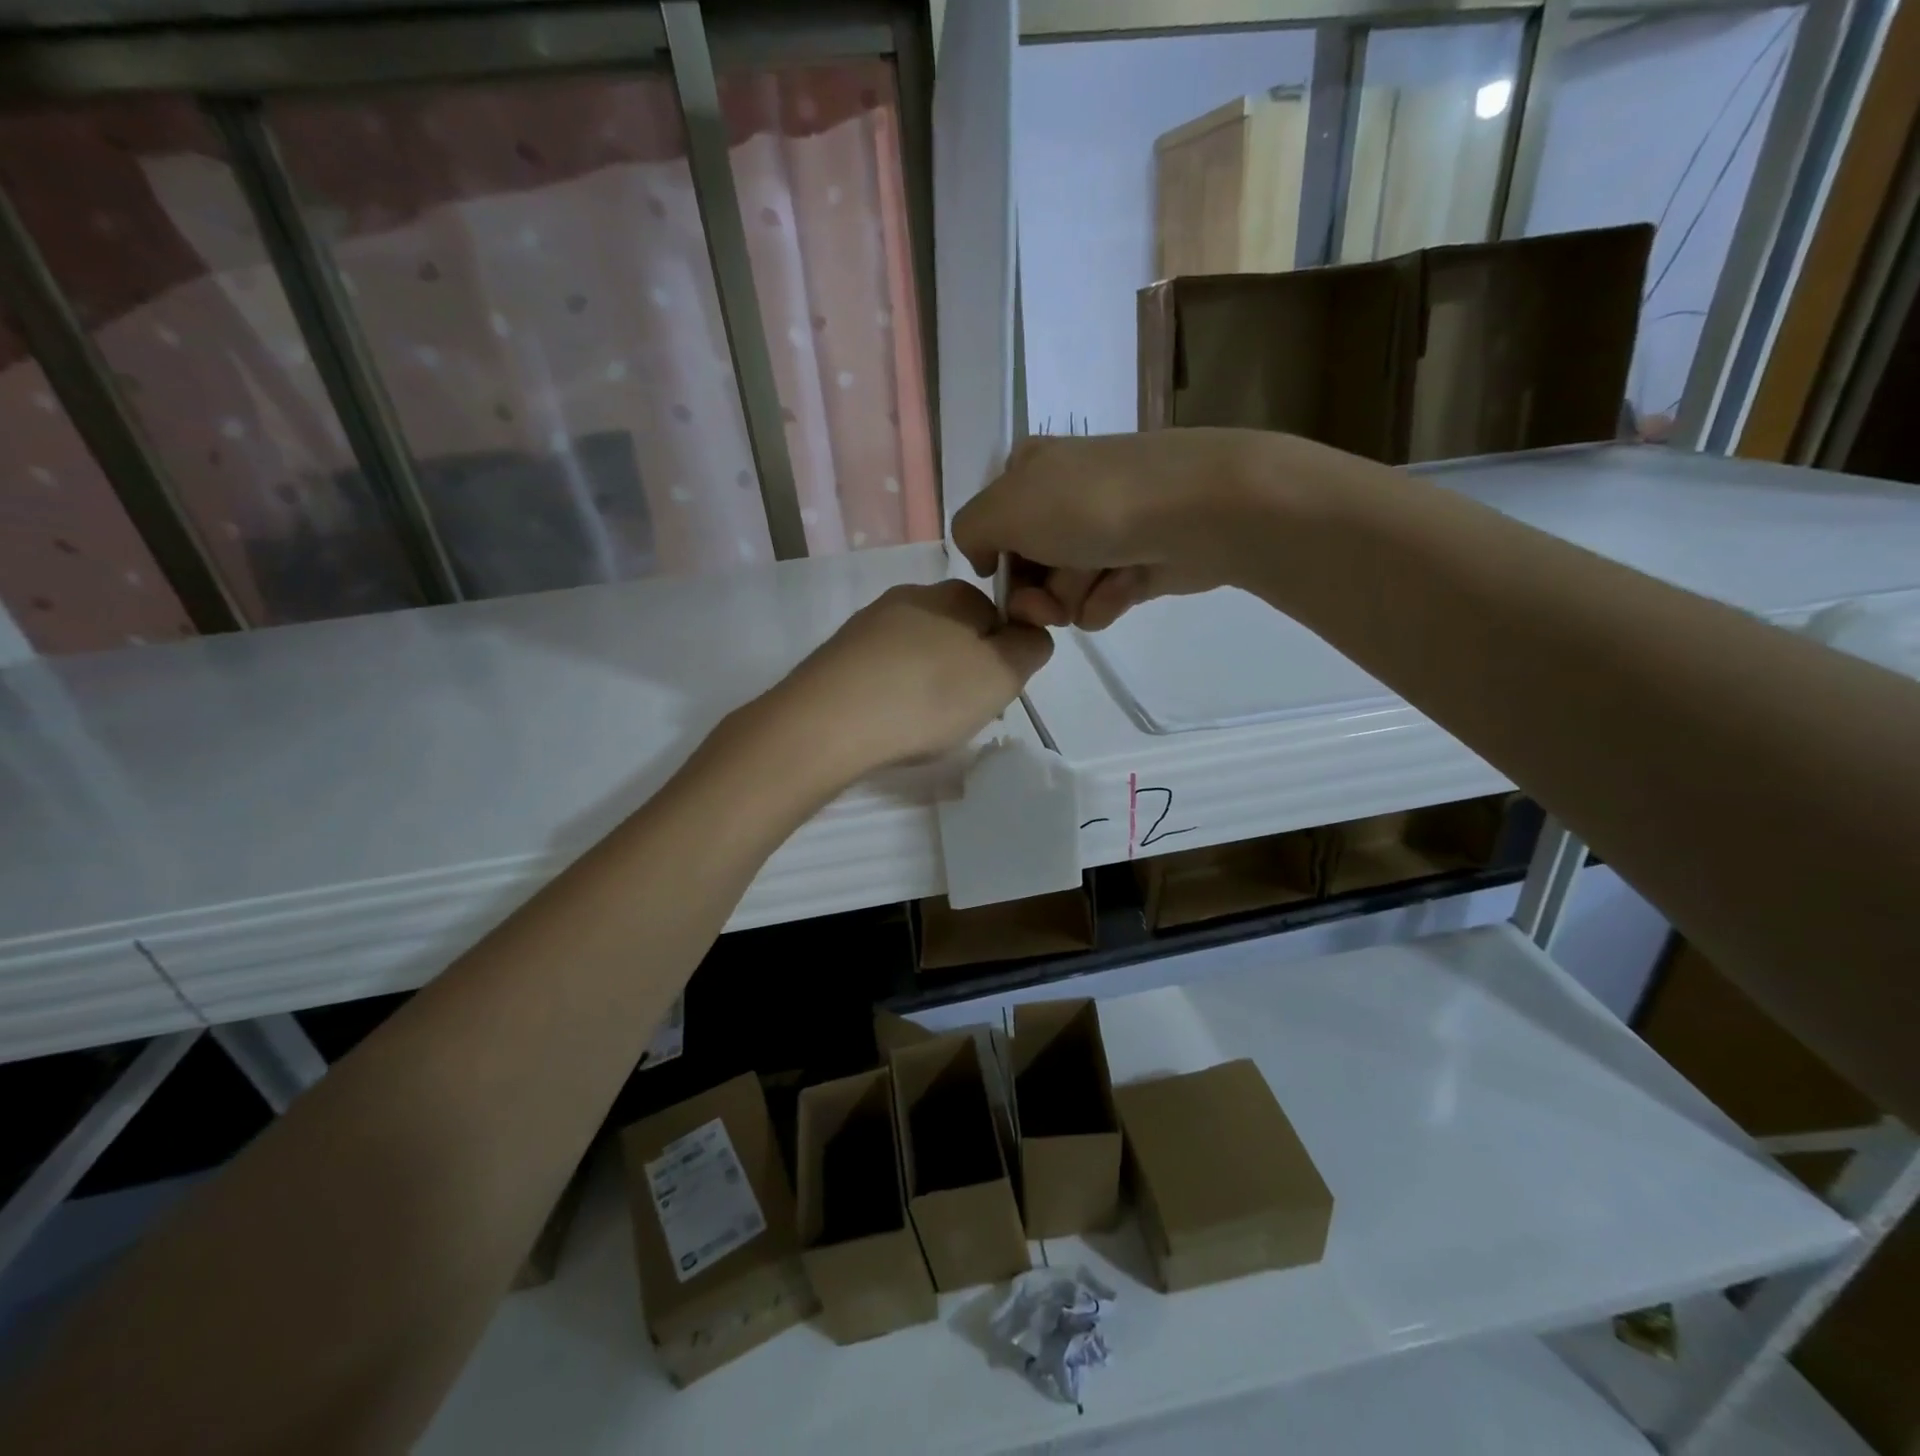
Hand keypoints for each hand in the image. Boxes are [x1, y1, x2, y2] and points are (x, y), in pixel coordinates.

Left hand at [770, 580, 1052, 778]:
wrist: (828, 723)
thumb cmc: (928, 696)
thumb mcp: (1002, 674)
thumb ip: (1031, 646)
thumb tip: (1029, 632)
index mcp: (954, 593)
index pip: (998, 614)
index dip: (1003, 655)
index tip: (992, 692)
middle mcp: (910, 595)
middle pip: (957, 632)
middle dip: (965, 669)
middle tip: (960, 712)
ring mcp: (868, 623)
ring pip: (918, 652)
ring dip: (928, 682)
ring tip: (921, 723)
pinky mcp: (839, 653)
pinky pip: (884, 670)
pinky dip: (894, 692)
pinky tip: (888, 720)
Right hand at [953, 428, 1368, 630]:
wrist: (1196, 510)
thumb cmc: (1089, 506)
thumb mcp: (1002, 509)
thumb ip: (970, 531)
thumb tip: (985, 558)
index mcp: (1029, 470)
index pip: (993, 529)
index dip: (996, 565)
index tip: (1005, 585)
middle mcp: (1065, 495)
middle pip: (1028, 567)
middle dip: (1035, 594)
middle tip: (1049, 603)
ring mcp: (1106, 527)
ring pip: (1065, 589)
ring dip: (1074, 598)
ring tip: (1099, 583)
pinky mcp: (1140, 559)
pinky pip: (1104, 597)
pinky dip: (1109, 599)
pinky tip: (1126, 587)